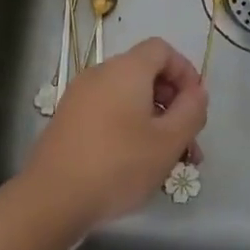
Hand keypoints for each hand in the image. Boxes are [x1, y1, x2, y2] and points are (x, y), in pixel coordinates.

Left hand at [24, 38, 209, 229]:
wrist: (51, 199)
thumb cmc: (118, 165)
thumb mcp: (168, 141)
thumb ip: (192, 111)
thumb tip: (197, 92)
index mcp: (126, 70)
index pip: (162, 50)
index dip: (185, 72)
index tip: (196, 106)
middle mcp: (100, 74)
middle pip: (146, 75)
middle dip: (173, 104)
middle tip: (188, 142)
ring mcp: (79, 97)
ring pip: (128, 99)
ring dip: (154, 122)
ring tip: (168, 162)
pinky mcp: (68, 121)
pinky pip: (108, 113)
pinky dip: (129, 129)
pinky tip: (137, 165)